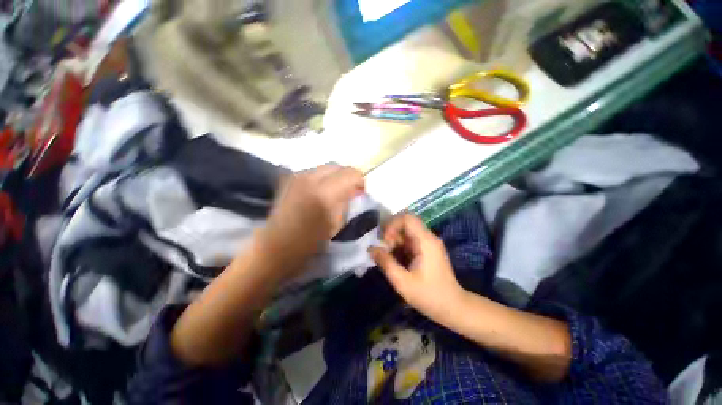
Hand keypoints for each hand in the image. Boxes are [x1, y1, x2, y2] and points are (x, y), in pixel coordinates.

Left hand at [258, 164, 363, 277]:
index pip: (351, 173)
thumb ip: (347, 202)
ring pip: (326, 167)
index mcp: (325, 193)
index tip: (359, 193)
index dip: (359, 182)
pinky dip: (322, 178)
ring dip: (335, 177)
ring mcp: (297, 176)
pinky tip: (320, 192)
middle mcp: (310, 178)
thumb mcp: (337, 224)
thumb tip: (353, 191)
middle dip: (347, 177)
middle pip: (338, 166)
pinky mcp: (289, 178)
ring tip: (334, 192)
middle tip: (349, 192)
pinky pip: (314, 172)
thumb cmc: (309, 243)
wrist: (275, 247)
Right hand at [369, 214, 464, 325]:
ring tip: (388, 257)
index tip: (385, 242)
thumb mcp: (402, 282)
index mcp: (425, 241)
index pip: (407, 218)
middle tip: (384, 249)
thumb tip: (371, 248)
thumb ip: (386, 263)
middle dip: (391, 233)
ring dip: (394, 241)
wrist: (453, 308)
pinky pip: (409, 241)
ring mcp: (428, 243)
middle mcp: (428, 237)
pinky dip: (399, 247)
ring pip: (406, 232)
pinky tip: (395, 260)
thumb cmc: (429, 296)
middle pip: (406, 223)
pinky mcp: (426, 250)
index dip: (392, 225)